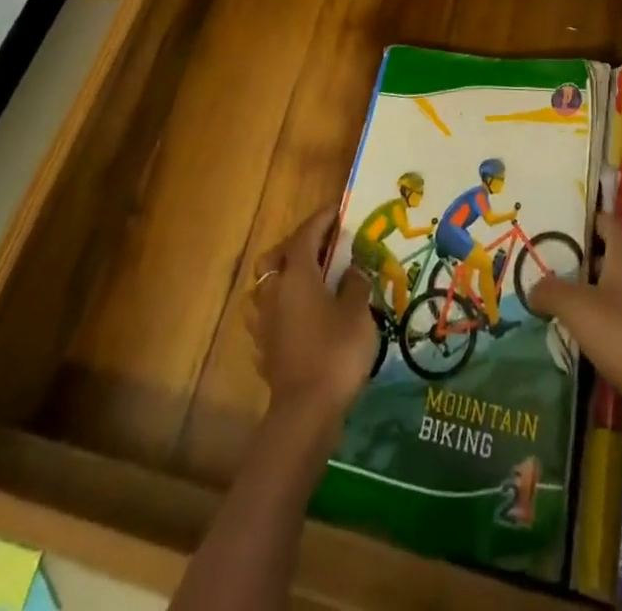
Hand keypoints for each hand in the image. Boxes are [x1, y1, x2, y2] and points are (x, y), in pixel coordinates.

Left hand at [248, 207, 375, 424]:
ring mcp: (264, 322)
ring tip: (305, 280)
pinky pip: (267, 315)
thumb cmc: (335, 352)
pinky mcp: (263, 349)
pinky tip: (296, 315)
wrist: (306, 413)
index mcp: (297, 275)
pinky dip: (280, 307)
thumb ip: (355, 284)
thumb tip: (352, 268)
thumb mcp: (358, 312)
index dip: (321, 219)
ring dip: (281, 277)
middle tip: (319, 245)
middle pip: (275, 257)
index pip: (306, 235)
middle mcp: (274, 292)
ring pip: (264, 286)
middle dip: (294, 245)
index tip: (336, 209)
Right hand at [528, 212, 621, 423]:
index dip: (588, 217)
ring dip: (580, 298)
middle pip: (606, 259)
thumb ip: (552, 292)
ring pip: (606, 296)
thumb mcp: (581, 308)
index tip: (558, 219)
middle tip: (539, 263)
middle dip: (576, 260)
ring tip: (544, 302)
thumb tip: (533, 287)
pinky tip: (567, 340)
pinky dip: (591, 331)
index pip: (610, 223)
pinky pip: (611, 331)